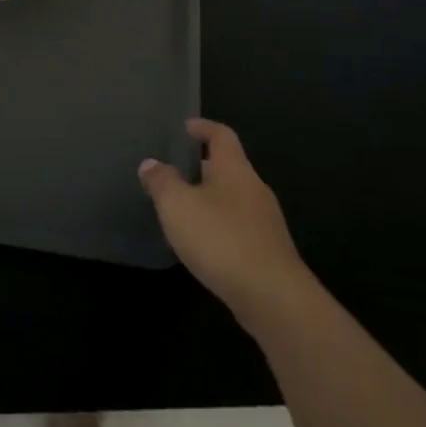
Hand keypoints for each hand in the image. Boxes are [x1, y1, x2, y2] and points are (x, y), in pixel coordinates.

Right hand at [140, 119, 306, 328]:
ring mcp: (265, 223)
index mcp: (235, 170)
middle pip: (229, 168)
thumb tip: (151, 164)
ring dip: (210, 200)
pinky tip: (203, 244)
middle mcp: (254, 189)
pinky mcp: (268, 253)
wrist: (273, 298)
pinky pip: (239, 227)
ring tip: (183, 209)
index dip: (203, 128)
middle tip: (175, 172)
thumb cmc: (221, 239)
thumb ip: (162, 181)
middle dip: (203, 168)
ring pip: (233, 200)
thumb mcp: (177, 205)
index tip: (186, 127)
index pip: (222, 135)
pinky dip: (219, 227)